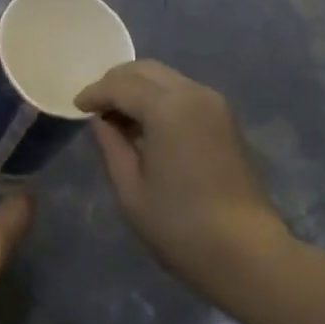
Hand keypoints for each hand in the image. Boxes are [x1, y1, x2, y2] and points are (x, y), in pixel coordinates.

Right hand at [75, 59, 290, 305]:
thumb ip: (111, 145)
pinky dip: (159, 97)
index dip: (95, 92)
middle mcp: (192, 92)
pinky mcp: (224, 116)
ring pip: (165, 77)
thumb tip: (101, 120)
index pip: (121, 84)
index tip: (76, 106)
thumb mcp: (131, 190)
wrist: (248, 254)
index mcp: (168, 106)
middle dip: (116, 82)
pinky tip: (147, 124)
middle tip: (95, 106)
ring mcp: (213, 102)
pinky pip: (182, 92)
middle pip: (145, 70)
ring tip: (118, 117)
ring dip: (138, 88)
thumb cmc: (181, 227)